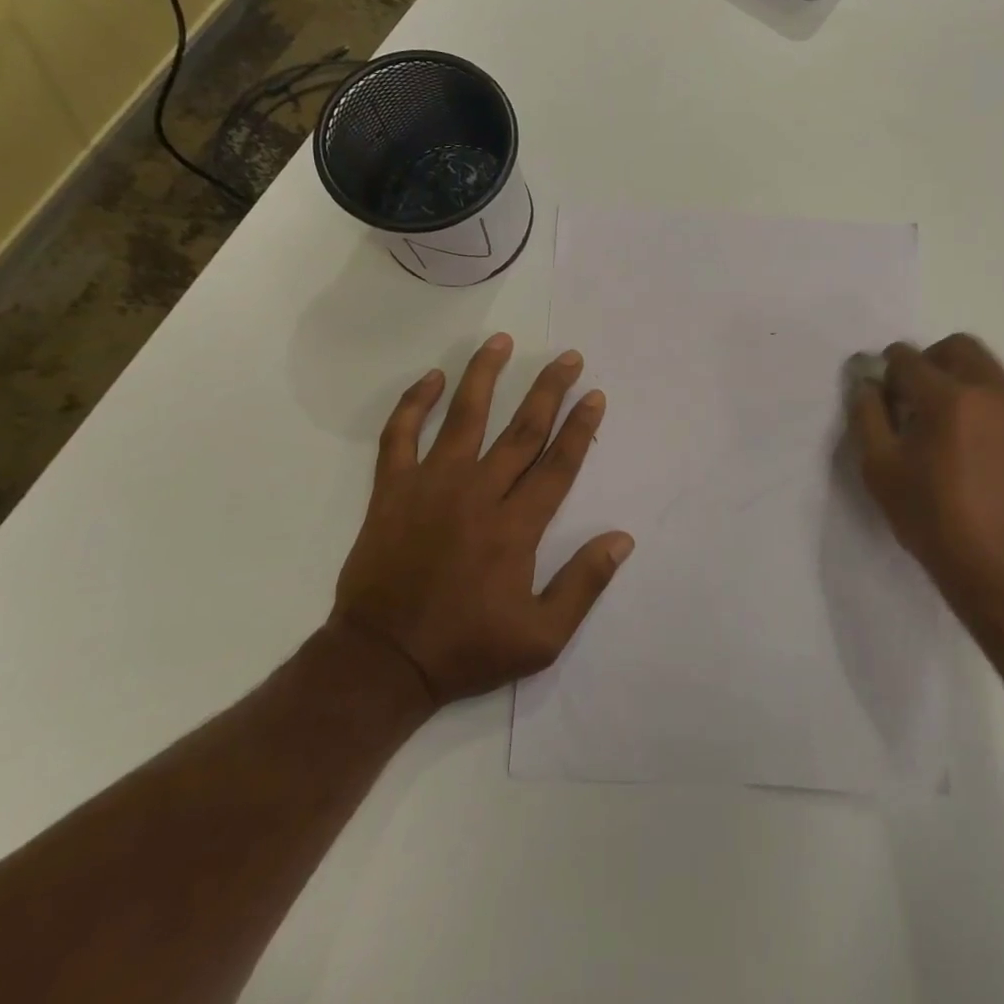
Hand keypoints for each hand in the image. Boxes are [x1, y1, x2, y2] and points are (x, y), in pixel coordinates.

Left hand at [331, 333, 633, 705]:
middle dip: (548, 389)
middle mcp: (478, 494)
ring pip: (463, 417)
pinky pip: (400, 436)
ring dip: (484, 376)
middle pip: (522, 430)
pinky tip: (430, 378)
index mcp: (516, 527)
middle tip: (567, 357)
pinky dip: (413, 404)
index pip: (557, 464)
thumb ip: (584, 585)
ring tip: (501, 341)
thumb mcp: (541, 638)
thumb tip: (621, 539)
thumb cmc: (466, 649)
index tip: (594, 395)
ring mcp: (431, 486)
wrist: (382, 661)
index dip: (579, 427)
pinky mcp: (392, 490)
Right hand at [848, 334, 1003, 640]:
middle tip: (910, 401)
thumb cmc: (935, 523)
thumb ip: (867, 415)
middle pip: (955, 347)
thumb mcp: (881, 470)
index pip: (907, 358)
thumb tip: (867, 383)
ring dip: (956, 379)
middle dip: (926, 362)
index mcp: (949, 398)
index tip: (880, 397)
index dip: (886, 371)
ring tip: (941, 426)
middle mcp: (992, 391)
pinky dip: (981, 402)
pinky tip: (970, 446)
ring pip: (984, 367)